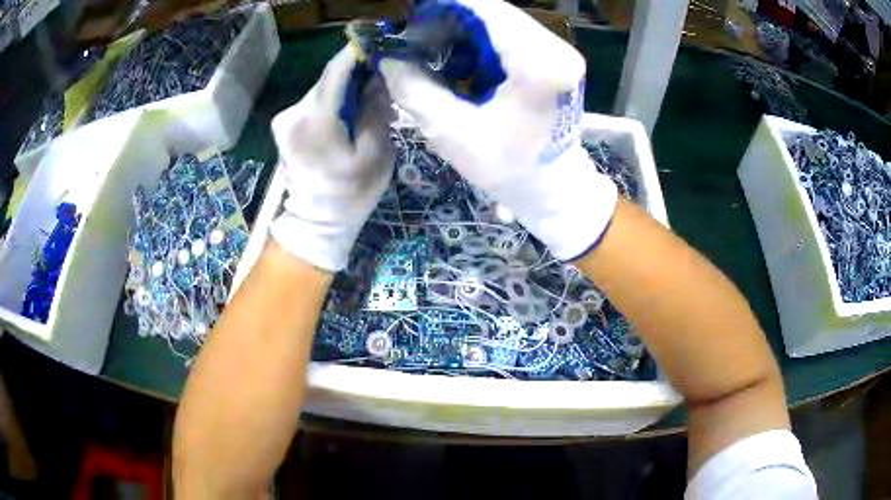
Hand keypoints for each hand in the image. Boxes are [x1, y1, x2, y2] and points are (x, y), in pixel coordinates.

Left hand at [270, 47, 393, 271]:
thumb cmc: (350, 193)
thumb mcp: (376, 153)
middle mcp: (294, 112)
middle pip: (329, 79)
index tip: (378, 40)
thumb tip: (375, 79)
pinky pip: (314, 103)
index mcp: (316, 118)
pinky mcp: (285, 126)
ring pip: (322, 90)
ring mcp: (285, 119)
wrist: (316, 223)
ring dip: (345, 89)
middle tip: (381, 79)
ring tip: (368, 100)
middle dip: (355, 73)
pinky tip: (348, 113)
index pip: (336, 69)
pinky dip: (333, 101)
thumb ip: (375, 109)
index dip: (357, 51)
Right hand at [379, 0, 616, 260]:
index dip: (443, 4)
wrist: (553, 187)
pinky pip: (508, 33)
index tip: (408, 11)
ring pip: (498, 20)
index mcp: (540, 66)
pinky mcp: (553, 56)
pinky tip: (454, 58)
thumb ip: (414, 88)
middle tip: (411, 36)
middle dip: (446, 17)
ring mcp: (558, 50)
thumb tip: (387, 55)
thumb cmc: (509, 169)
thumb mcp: (452, 133)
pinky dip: (476, 39)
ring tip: (428, 48)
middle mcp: (556, 49)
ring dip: (459, 28)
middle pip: (493, 11)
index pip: (487, 10)